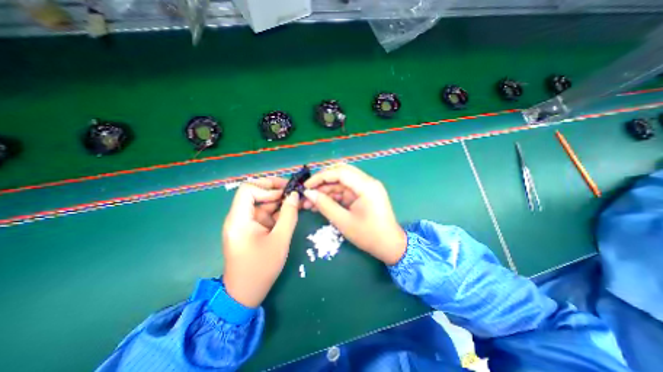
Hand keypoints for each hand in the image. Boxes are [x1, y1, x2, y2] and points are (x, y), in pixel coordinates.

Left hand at [221, 177, 299, 306]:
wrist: (245, 294)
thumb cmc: (261, 268)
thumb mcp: (279, 240)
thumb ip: (289, 215)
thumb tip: (295, 195)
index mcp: (239, 219)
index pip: (248, 190)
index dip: (267, 187)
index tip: (285, 193)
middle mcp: (239, 217)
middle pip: (255, 193)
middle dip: (276, 190)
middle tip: (294, 191)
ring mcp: (246, 223)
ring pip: (263, 203)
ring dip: (280, 200)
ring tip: (297, 200)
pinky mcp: (252, 229)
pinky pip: (265, 214)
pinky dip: (278, 211)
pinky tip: (291, 211)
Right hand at [302, 165, 407, 265]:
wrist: (390, 246)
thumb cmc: (369, 236)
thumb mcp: (344, 221)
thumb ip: (325, 205)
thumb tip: (308, 194)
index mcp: (366, 186)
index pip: (340, 172)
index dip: (320, 177)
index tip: (306, 186)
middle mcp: (367, 182)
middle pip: (340, 173)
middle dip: (322, 182)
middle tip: (308, 192)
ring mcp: (366, 188)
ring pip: (341, 183)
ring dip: (326, 191)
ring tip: (309, 202)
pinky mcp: (364, 195)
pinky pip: (345, 191)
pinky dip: (333, 197)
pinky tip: (321, 204)